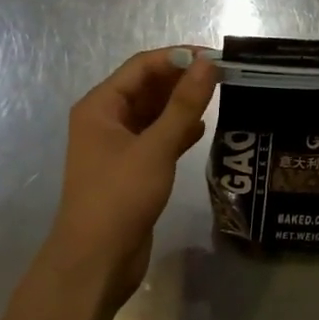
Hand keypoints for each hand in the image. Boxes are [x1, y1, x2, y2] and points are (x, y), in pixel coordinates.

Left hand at [49, 47, 216, 307]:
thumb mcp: (156, 147)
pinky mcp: (131, 168)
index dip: (178, 57)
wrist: (95, 263)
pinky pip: (157, 137)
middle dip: (182, 79)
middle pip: (147, 87)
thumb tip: (208, 64)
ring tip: (219, 98)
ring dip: (182, 105)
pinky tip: (202, 130)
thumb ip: (184, 104)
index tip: (215, 57)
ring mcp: (117, 145)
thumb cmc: (120, 197)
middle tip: (223, 77)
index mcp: (100, 106)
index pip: (142, 66)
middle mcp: (106, 120)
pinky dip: (178, 131)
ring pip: (154, 113)